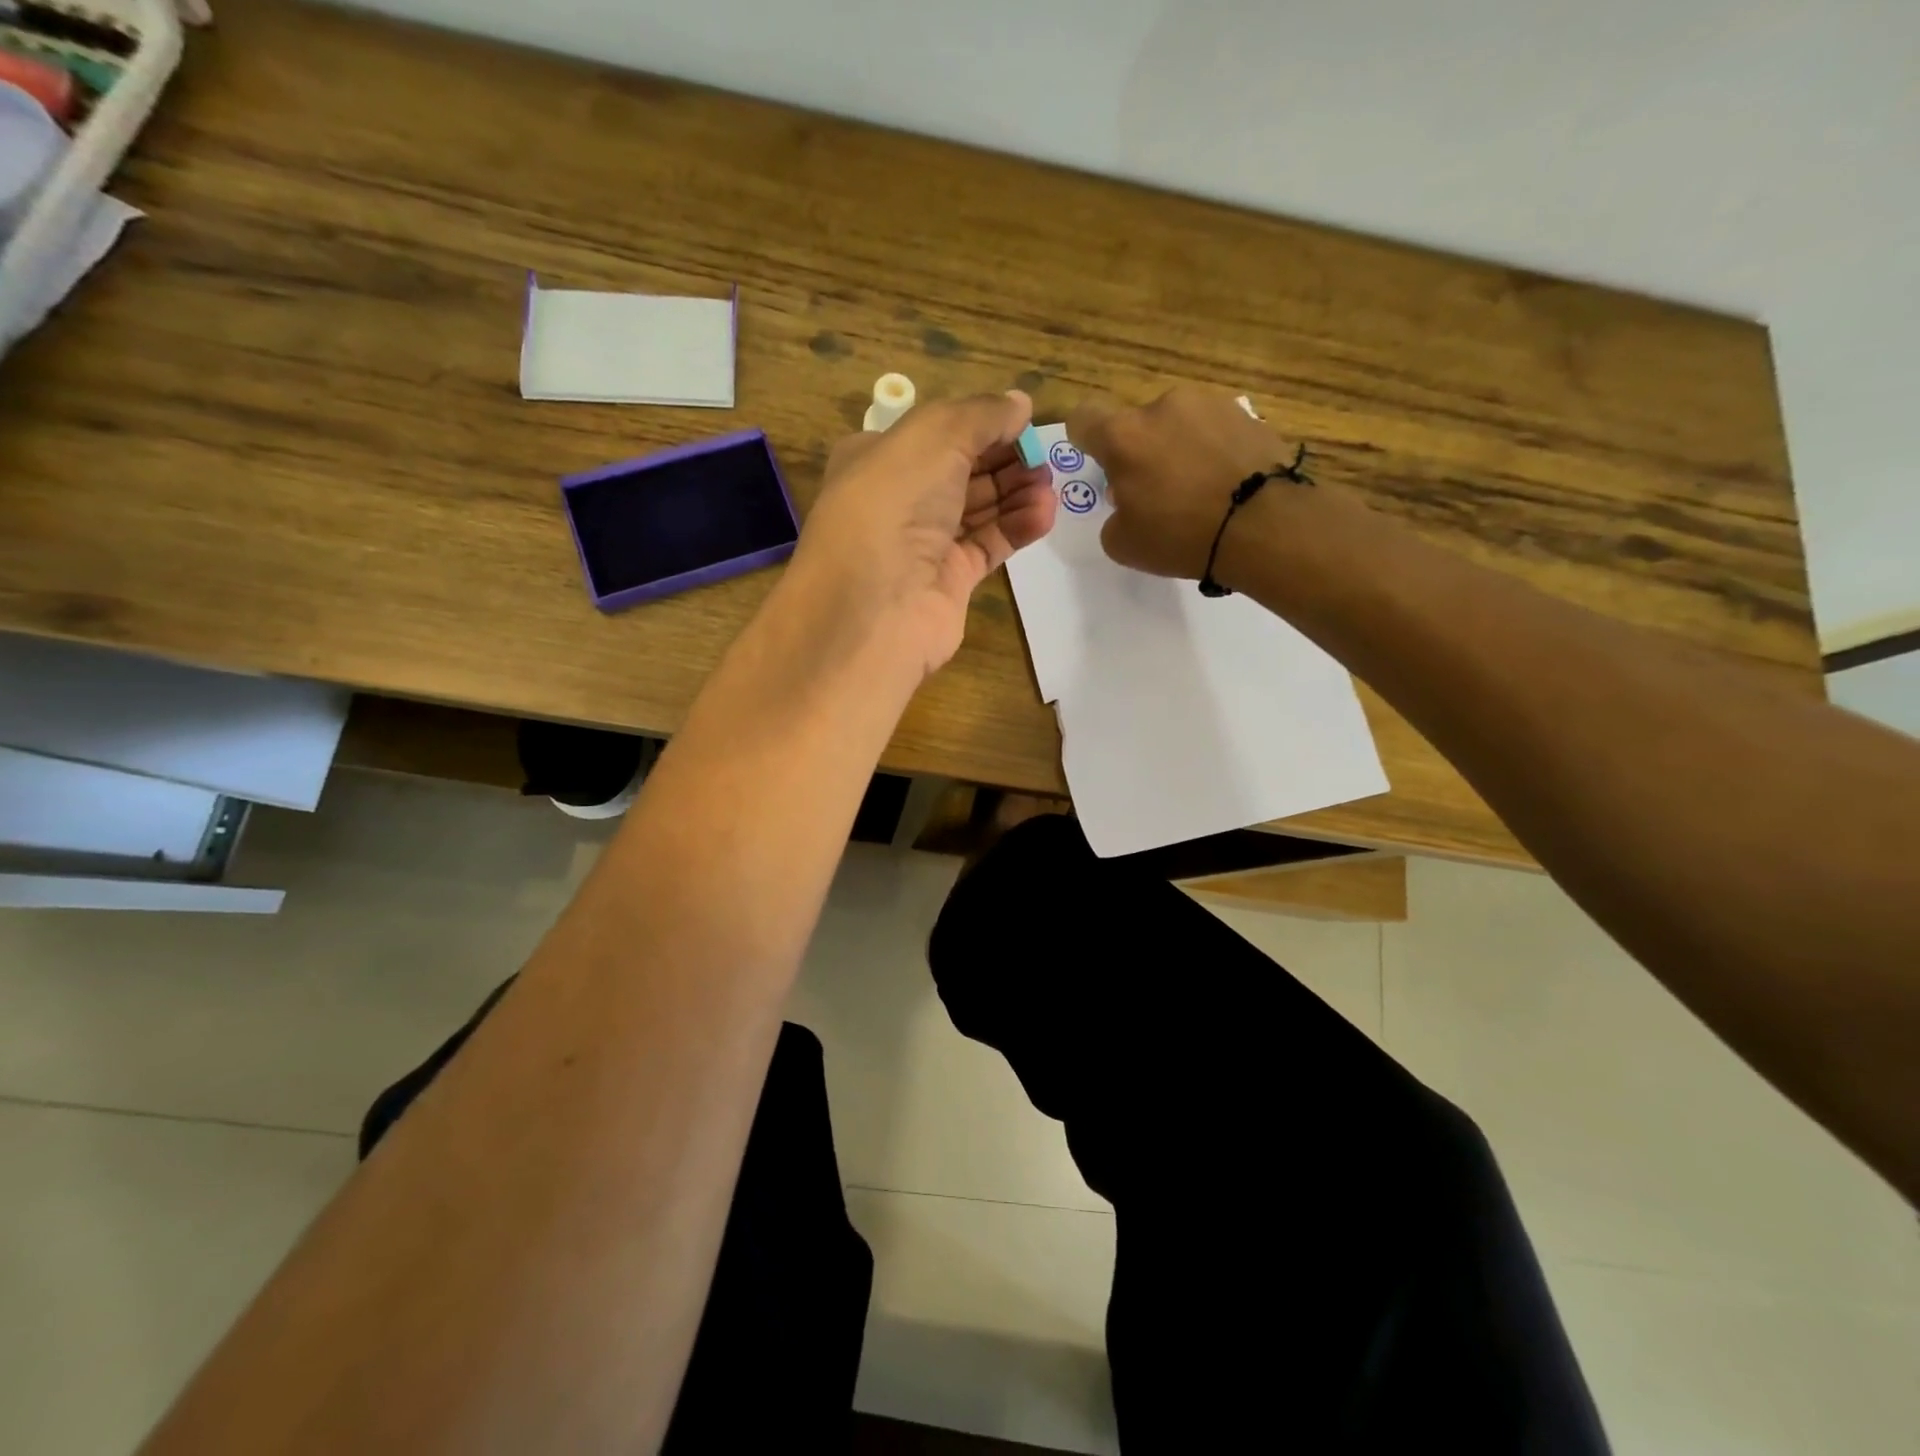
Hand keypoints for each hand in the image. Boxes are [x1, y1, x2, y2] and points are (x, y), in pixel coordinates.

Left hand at [792, 391, 1056, 677]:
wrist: (875, 605)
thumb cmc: (894, 503)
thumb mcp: (935, 436)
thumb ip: (982, 414)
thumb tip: (1020, 403)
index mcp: (879, 457)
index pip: (938, 432)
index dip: (982, 423)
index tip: (1025, 421)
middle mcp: (899, 499)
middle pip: (963, 470)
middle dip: (1006, 459)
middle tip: (1045, 455)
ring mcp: (924, 543)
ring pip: (979, 509)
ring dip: (1017, 492)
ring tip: (1050, 485)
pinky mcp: (950, 580)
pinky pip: (989, 545)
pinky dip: (1017, 527)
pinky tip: (1045, 514)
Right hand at [1067, 386, 1300, 581]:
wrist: (1264, 525)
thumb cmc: (1180, 535)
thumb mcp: (1123, 544)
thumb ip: (1114, 516)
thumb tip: (1129, 501)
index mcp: (1123, 436)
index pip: (1084, 418)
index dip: (1086, 440)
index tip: (1101, 465)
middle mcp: (1163, 407)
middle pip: (1137, 425)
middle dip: (1140, 453)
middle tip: (1156, 494)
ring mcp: (1209, 404)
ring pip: (1178, 424)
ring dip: (1179, 448)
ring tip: (1199, 490)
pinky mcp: (1247, 414)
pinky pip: (1215, 431)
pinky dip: (1213, 451)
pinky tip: (1226, 485)